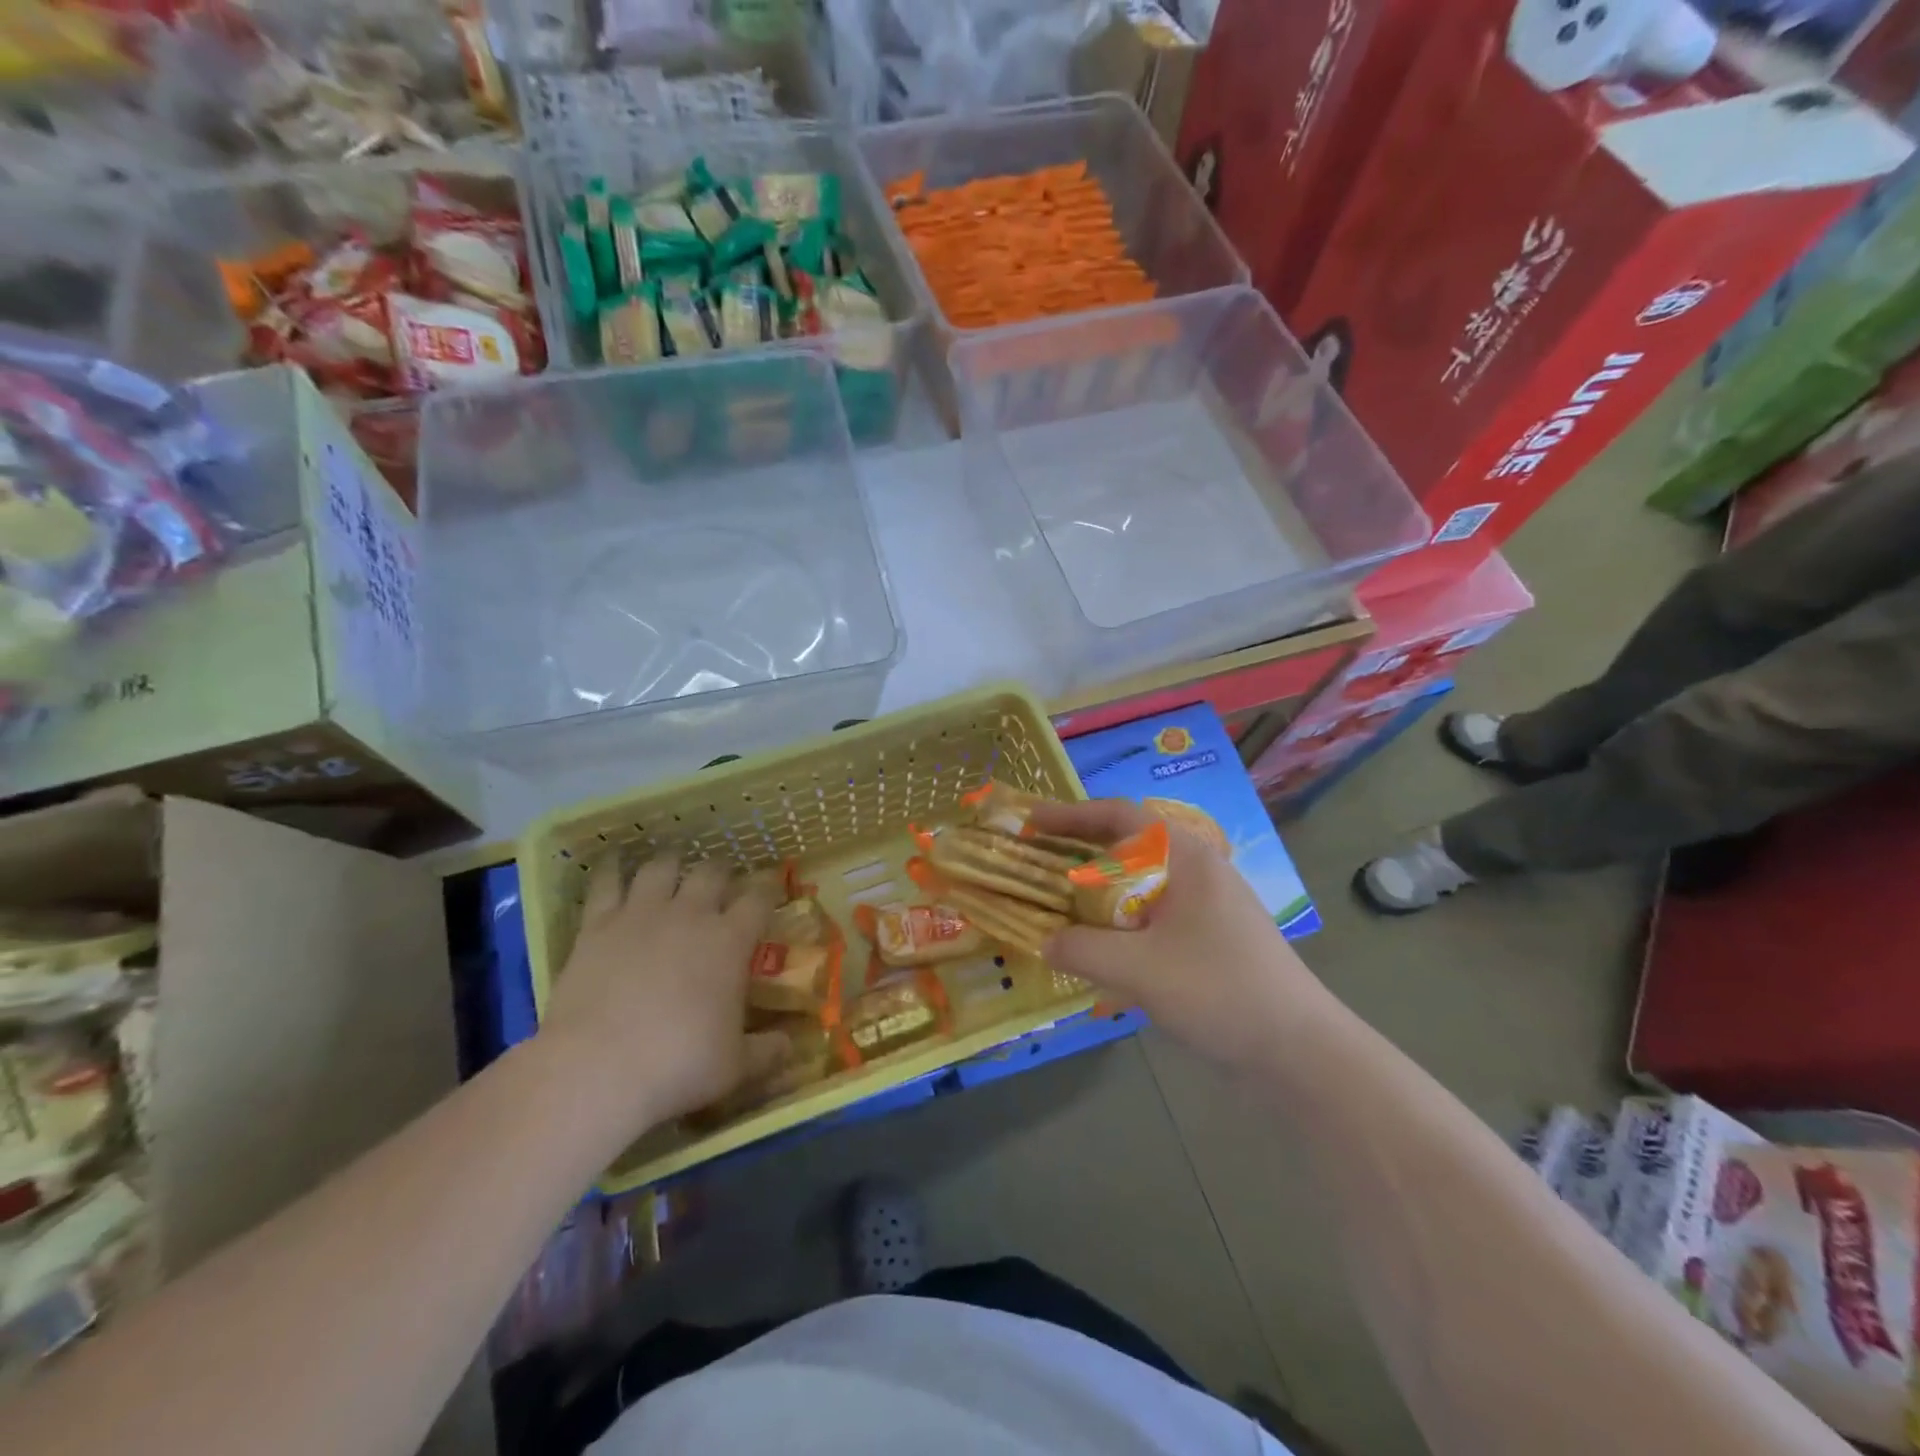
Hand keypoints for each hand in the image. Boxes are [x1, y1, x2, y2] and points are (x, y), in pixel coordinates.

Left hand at [541, 857, 786, 1126]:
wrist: (597, 1067)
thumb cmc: (679, 1065)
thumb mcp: (735, 1067)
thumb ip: (767, 1051)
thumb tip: (791, 1045)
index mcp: (731, 941)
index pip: (758, 898)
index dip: (767, 888)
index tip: (770, 888)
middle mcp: (690, 914)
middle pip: (711, 872)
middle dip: (720, 872)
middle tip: (720, 883)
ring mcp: (641, 914)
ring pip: (660, 868)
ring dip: (670, 864)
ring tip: (672, 869)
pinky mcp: (597, 925)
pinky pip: (605, 883)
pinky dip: (610, 869)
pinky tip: (612, 864)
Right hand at [1030, 800, 1319, 1069]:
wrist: (1298, 1052)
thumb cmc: (1219, 990)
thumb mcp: (1139, 969)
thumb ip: (1082, 950)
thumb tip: (1045, 942)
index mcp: (1185, 857)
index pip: (1120, 815)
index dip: (1071, 814)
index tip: (1031, 821)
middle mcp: (1196, 871)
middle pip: (1127, 845)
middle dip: (1079, 850)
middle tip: (1035, 859)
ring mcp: (1206, 906)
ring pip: (1138, 883)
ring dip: (1096, 889)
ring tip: (1055, 901)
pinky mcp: (1208, 940)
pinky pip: (1151, 915)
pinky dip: (1116, 920)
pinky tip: (1095, 945)